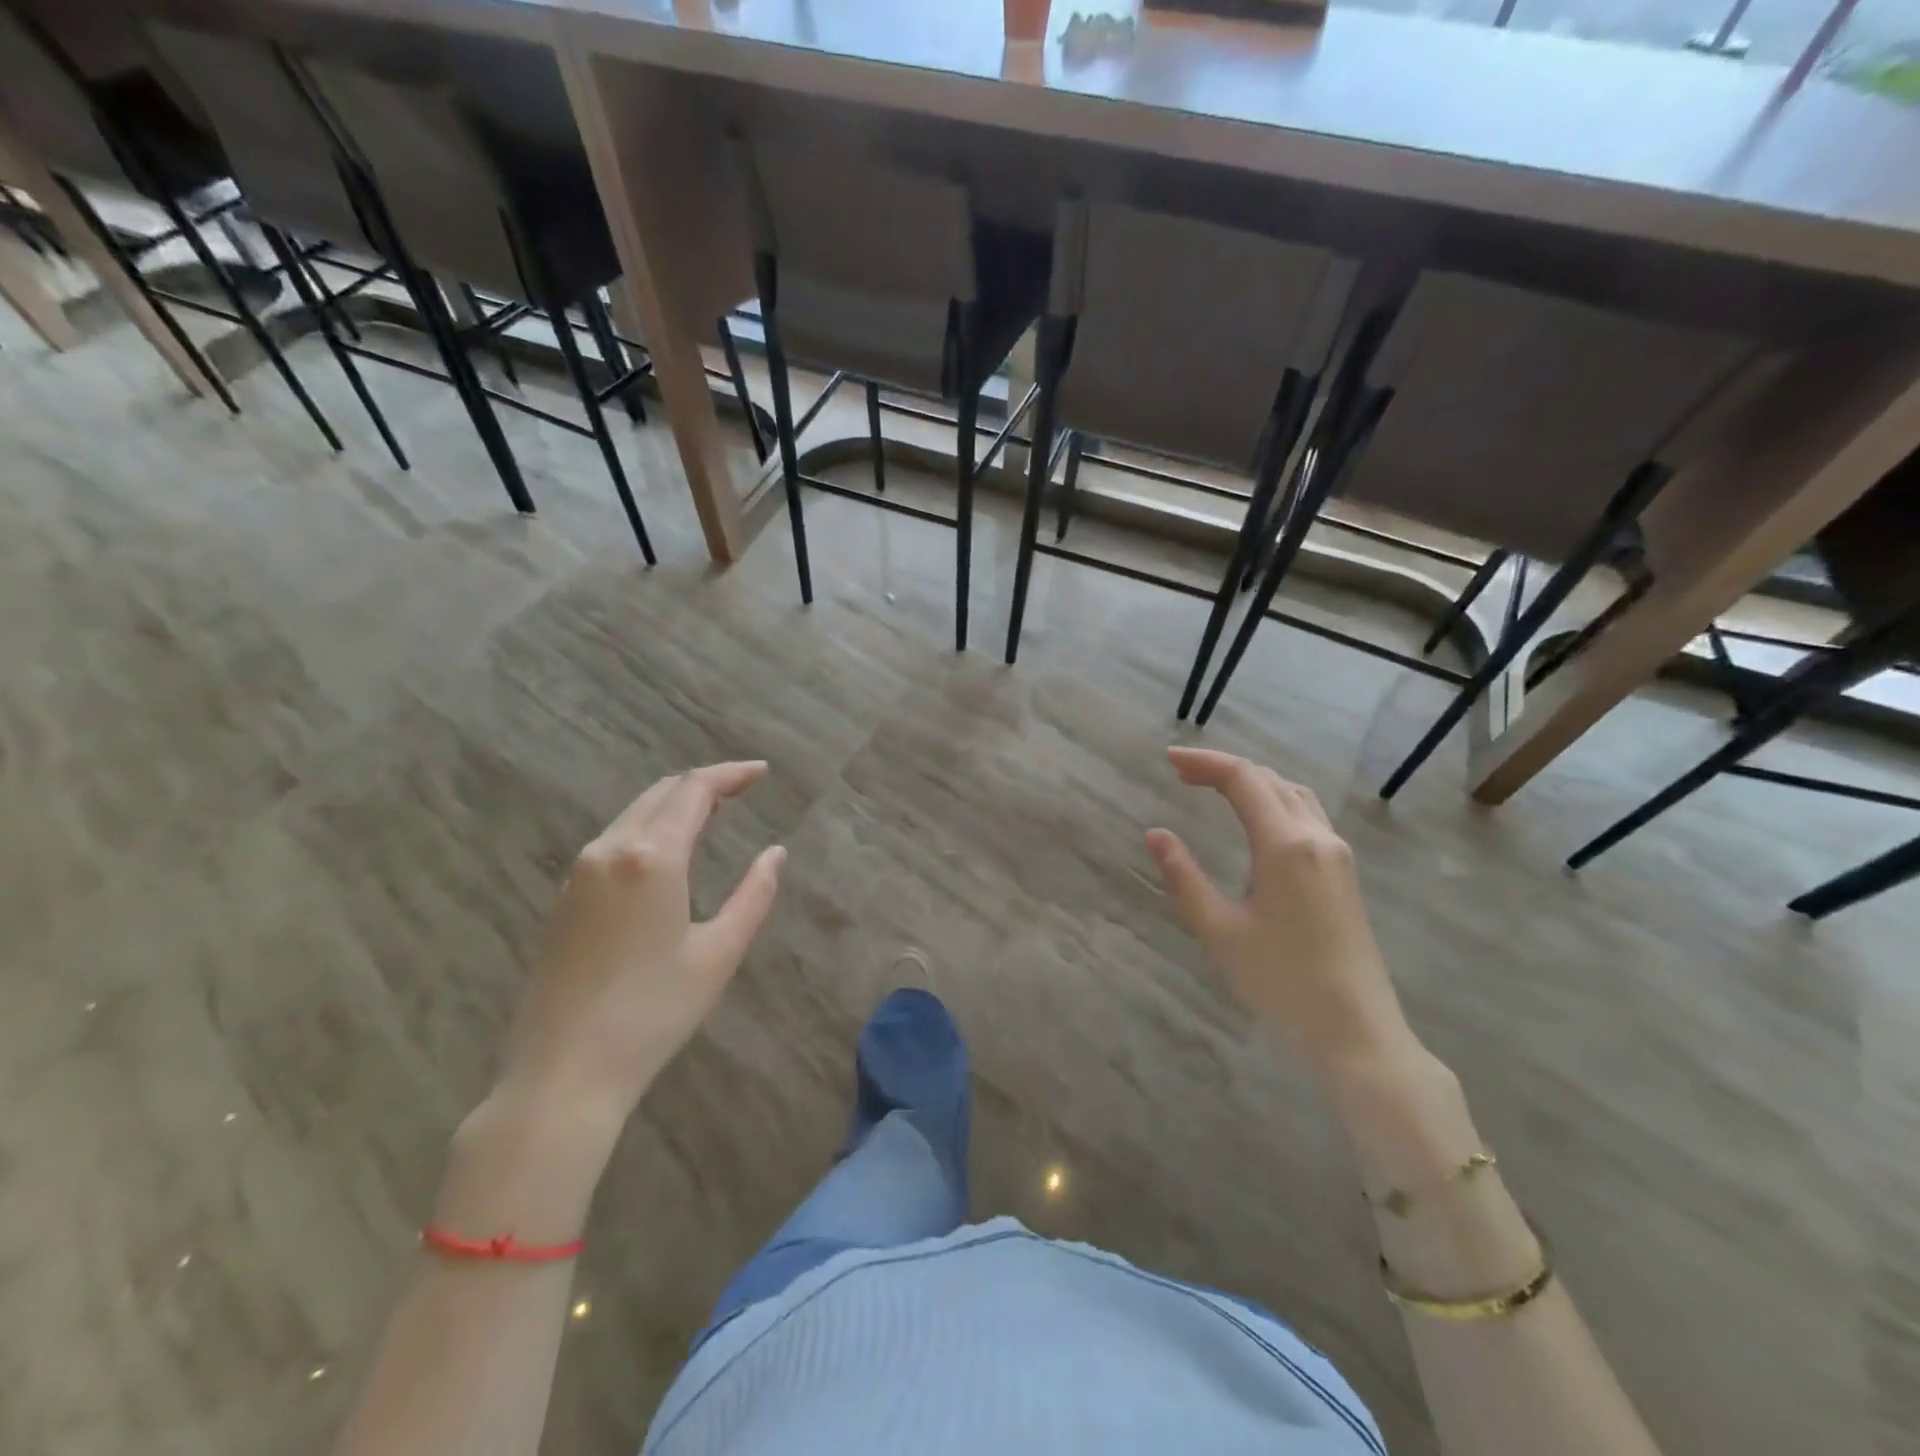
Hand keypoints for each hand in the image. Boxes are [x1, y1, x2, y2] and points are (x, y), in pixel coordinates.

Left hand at [496, 761, 785, 1119]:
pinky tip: (667, 848)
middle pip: (661, 793)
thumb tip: (775, 853)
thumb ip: (754, 895)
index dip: (730, 774)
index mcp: (652, 858)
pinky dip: (649, 826)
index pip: (694, 791)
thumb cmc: (653, 1013)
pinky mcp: (564, 897)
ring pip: (634, 813)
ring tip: (712, 812)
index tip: (762, 772)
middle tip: (742, 788)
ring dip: (674, 803)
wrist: (563, 1072)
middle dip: (704, 783)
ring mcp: (579, 872)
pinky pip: (614, 838)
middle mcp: (610, 850)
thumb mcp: (718, 954)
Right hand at [1146, 747, 1414, 1079]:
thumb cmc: (1281, 982)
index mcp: (1285, 844)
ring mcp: (1336, 854)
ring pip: (1293, 794)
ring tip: (1213, 788)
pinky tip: (1256, 820)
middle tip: (1181, 773)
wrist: (1356, 1031)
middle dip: (1224, 768)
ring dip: (1252, 782)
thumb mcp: (1219, 931)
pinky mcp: (1344, 873)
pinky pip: (1307, 814)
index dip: (1203, 762)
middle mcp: (1316, 837)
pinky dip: (1274, 800)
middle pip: (1269, 780)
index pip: (1242, 780)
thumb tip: (1155, 834)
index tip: (1167, 760)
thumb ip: (1184, 877)